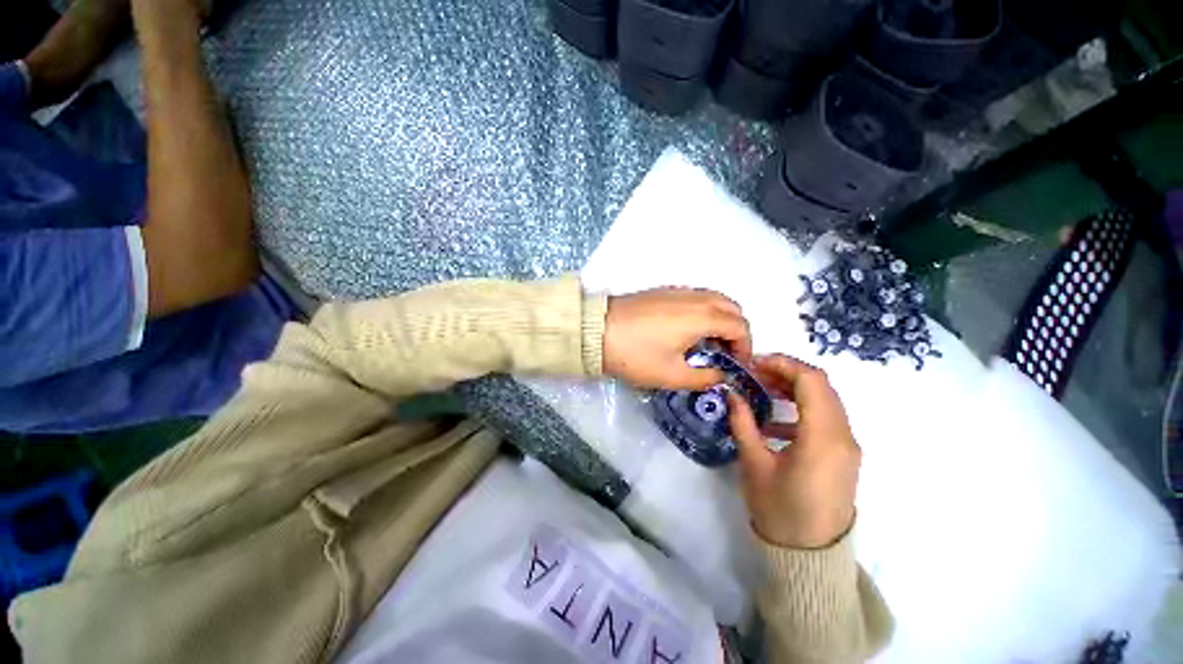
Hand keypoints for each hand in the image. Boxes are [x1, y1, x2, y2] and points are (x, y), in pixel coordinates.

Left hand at [603, 288, 751, 389]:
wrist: (595, 330)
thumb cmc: (635, 354)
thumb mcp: (671, 375)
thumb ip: (703, 378)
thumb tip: (721, 377)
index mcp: (701, 316)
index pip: (740, 326)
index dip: (746, 347)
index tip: (737, 365)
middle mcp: (694, 297)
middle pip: (731, 307)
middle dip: (737, 330)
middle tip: (726, 353)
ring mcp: (677, 291)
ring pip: (713, 298)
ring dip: (720, 318)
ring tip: (707, 343)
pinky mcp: (662, 291)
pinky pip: (695, 296)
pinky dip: (703, 310)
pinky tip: (687, 330)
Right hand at [727, 355, 859, 548]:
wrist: (810, 556)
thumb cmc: (779, 510)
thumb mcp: (754, 463)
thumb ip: (743, 422)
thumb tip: (731, 393)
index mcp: (823, 437)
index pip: (811, 381)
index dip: (783, 364)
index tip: (755, 363)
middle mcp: (843, 436)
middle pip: (822, 386)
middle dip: (787, 372)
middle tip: (755, 373)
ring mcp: (848, 446)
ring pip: (826, 400)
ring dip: (795, 388)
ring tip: (763, 389)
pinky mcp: (844, 455)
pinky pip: (827, 419)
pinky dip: (803, 409)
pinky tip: (775, 421)